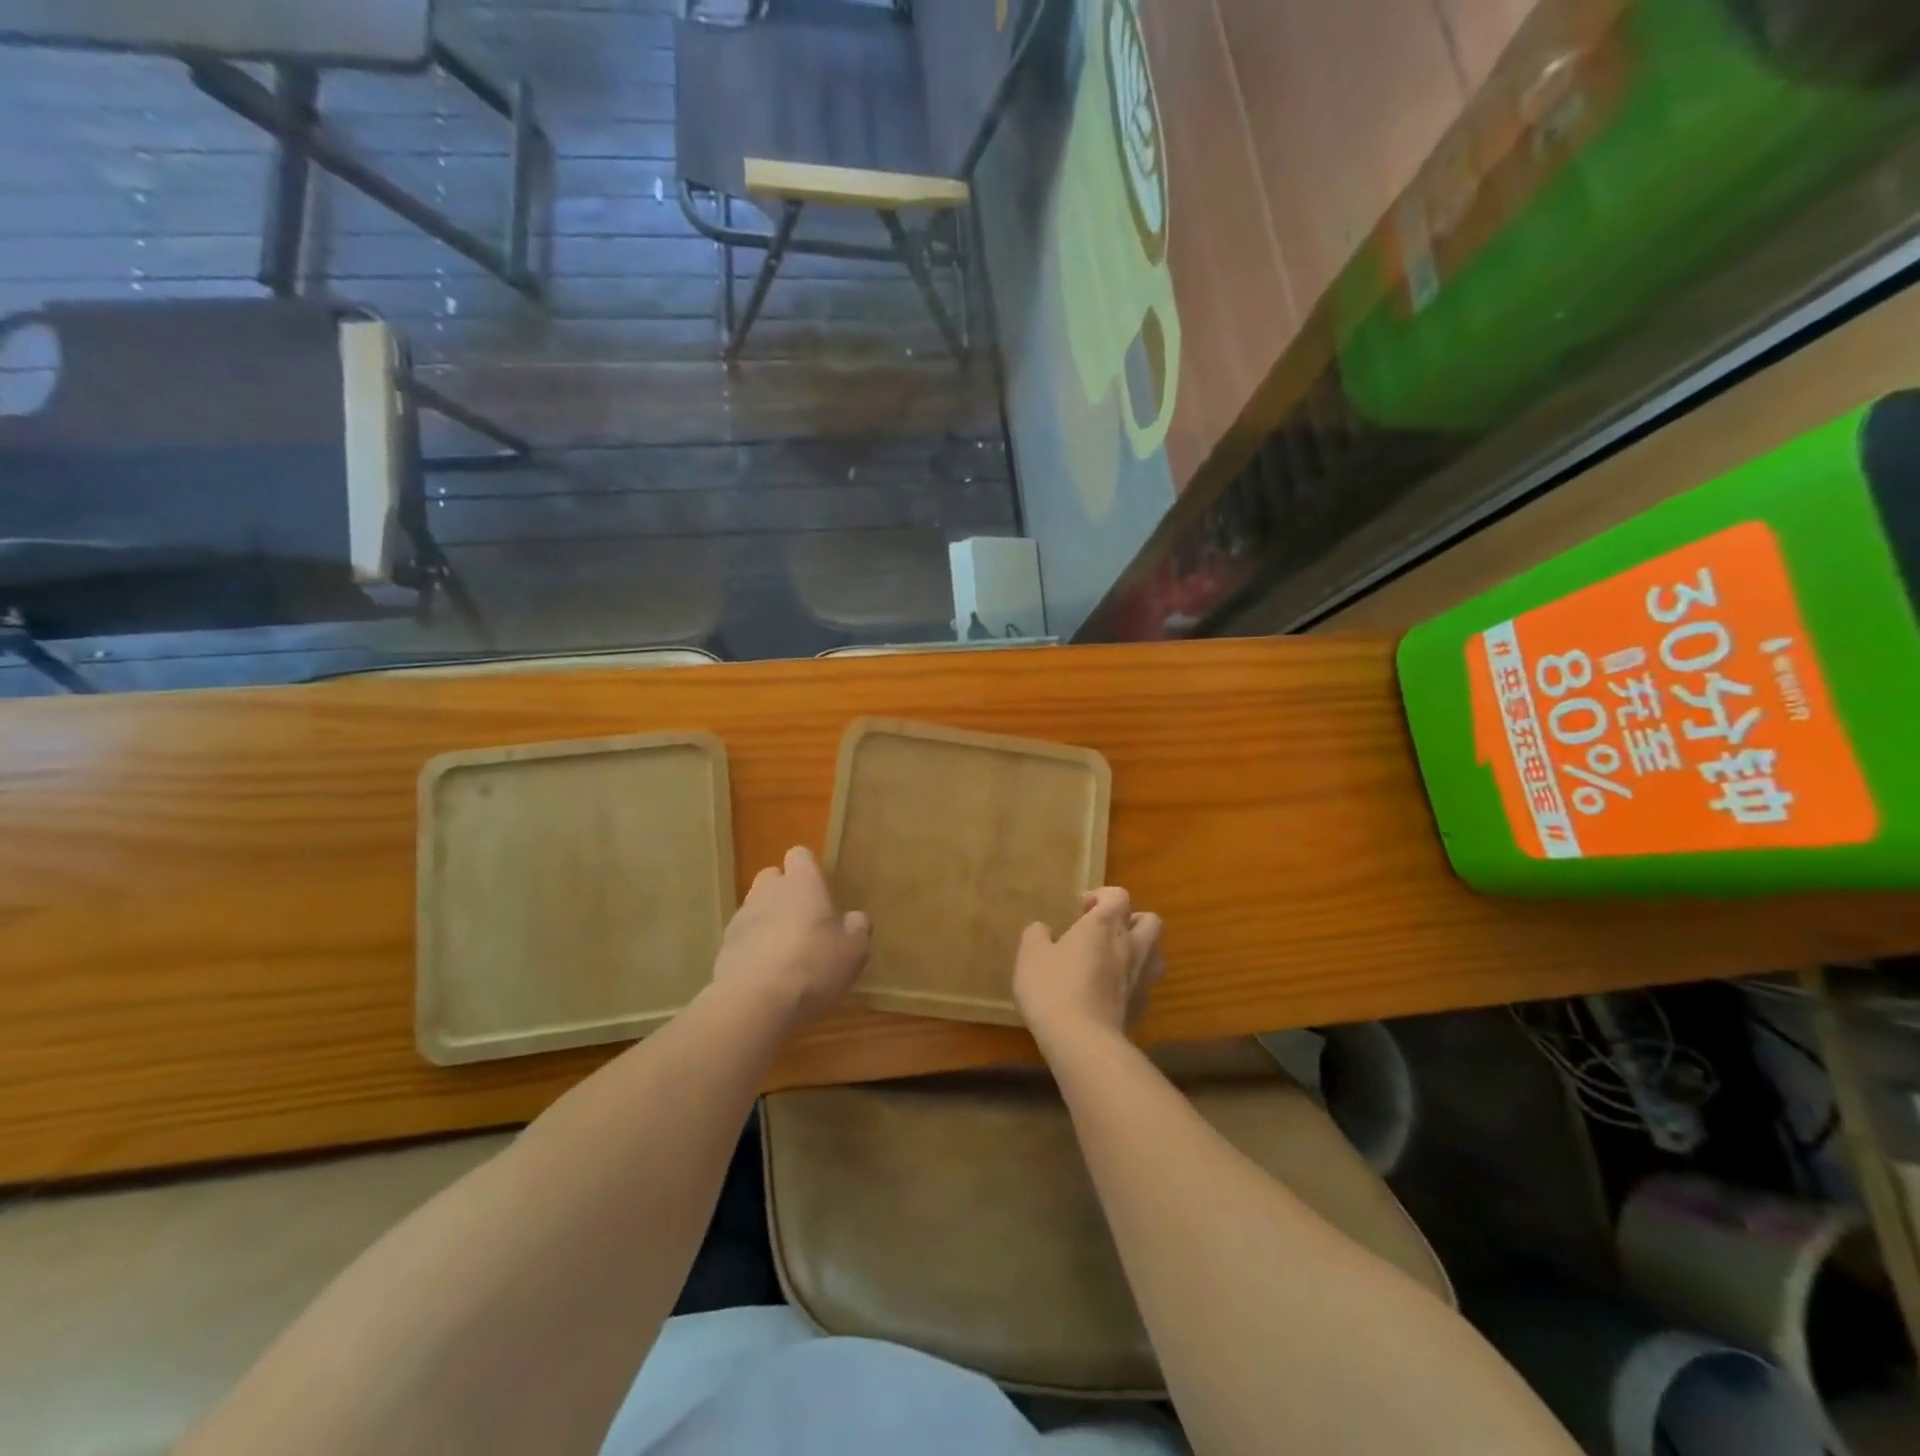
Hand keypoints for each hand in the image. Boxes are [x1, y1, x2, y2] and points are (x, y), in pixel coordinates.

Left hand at [712, 846, 870, 1023]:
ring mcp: (742, 918)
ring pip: (755, 907)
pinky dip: (753, 948)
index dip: (809, 869)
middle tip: (804, 920)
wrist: (755, 1001)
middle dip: (784, 892)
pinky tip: (766, 974)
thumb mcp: (854, 949)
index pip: (800, 855)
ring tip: (785, 951)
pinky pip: (743, 937)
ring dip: (768, 920)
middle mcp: (768, 891)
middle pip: (772, 877)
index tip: (820, 890)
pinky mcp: (724, 947)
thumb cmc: (813, 964)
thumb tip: (854, 919)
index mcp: (802, 883)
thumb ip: (857, 927)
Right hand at [1013, 887, 1163, 1049]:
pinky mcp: (1142, 1007)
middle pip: (1150, 920)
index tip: (1082, 909)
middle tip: (1106, 931)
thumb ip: (1037, 935)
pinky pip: (1145, 985)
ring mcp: (1140, 977)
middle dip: (1131, 920)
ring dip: (1141, 949)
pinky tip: (1112, 993)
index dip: (1102, 896)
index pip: (1118, 895)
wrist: (1082, 1040)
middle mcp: (1129, 945)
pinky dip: (1133, 982)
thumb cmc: (1053, 987)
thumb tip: (1043, 929)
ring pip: (1157, 952)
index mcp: (1104, 925)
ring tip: (1116, 959)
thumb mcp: (1031, 955)